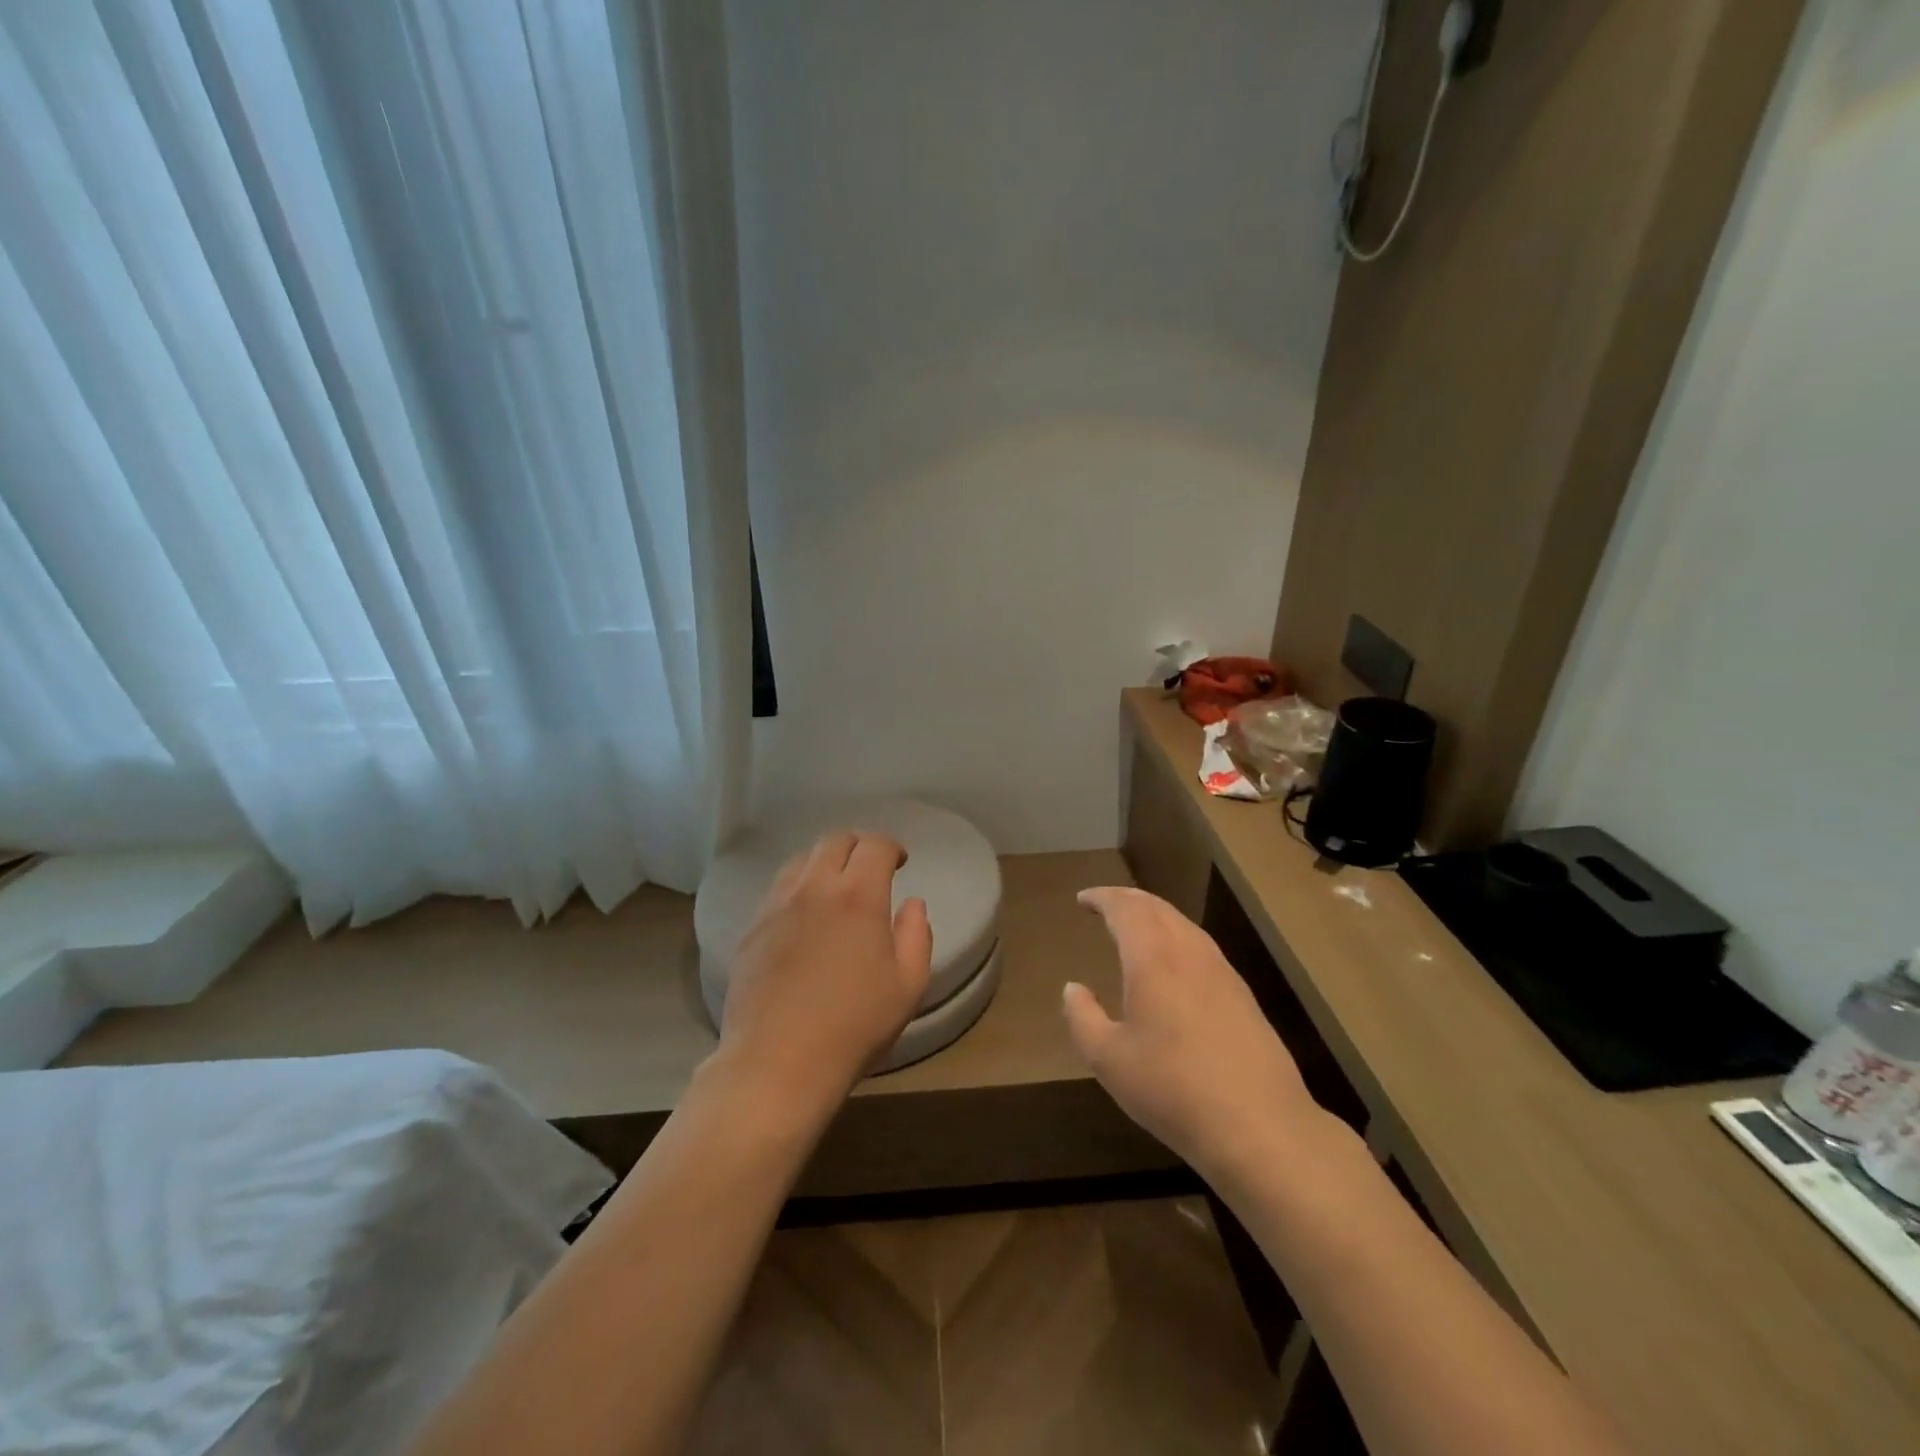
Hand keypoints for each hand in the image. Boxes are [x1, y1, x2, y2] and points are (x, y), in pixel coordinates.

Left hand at [716, 830, 931, 1113]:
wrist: (778, 1061)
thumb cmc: (854, 1025)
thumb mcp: (908, 985)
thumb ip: (917, 936)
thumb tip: (912, 904)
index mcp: (858, 895)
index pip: (875, 846)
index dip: (891, 847)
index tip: (900, 862)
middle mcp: (814, 888)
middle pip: (834, 841)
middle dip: (858, 845)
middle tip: (870, 867)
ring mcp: (777, 906)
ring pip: (801, 861)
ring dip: (824, 862)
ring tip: (835, 886)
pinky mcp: (752, 929)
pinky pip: (777, 890)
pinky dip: (798, 887)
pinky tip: (804, 915)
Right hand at [1062, 886, 1331, 1181]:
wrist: (1259, 1127)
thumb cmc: (1172, 1089)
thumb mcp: (1109, 1059)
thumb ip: (1082, 1018)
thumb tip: (1072, 989)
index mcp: (1153, 958)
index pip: (1126, 909)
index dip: (1103, 898)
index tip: (1083, 899)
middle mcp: (1190, 953)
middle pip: (1158, 908)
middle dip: (1129, 899)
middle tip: (1106, 904)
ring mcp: (1222, 972)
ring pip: (1184, 924)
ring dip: (1156, 915)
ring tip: (1136, 927)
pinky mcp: (1243, 996)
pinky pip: (1202, 946)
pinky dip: (1177, 937)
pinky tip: (1174, 963)